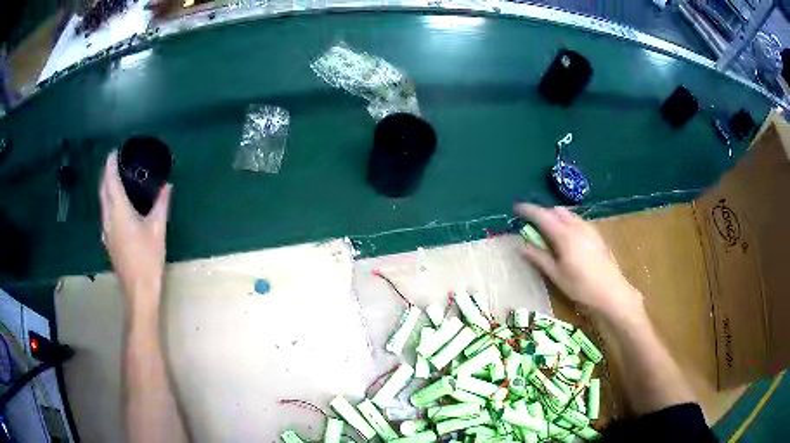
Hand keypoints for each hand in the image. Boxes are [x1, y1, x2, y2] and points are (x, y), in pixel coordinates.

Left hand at [99, 152, 171, 310]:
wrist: (138, 290)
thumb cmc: (148, 258)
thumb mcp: (158, 229)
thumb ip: (161, 204)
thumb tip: (167, 185)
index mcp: (119, 211)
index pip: (111, 181)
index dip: (111, 164)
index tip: (114, 151)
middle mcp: (108, 218)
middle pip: (102, 190)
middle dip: (105, 173)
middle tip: (113, 162)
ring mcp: (106, 231)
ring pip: (102, 202)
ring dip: (105, 187)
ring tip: (113, 178)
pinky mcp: (108, 241)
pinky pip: (105, 214)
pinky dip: (107, 201)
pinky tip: (115, 205)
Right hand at [515, 203, 644, 323]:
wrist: (611, 292)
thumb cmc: (581, 287)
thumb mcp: (556, 275)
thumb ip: (539, 258)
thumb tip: (522, 246)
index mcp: (564, 235)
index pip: (542, 216)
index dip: (528, 210)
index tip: (516, 209)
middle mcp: (576, 227)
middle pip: (556, 211)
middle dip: (542, 213)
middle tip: (532, 224)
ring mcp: (589, 229)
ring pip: (568, 215)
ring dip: (555, 217)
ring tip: (548, 229)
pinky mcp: (596, 235)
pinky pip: (578, 221)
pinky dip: (567, 222)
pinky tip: (567, 236)